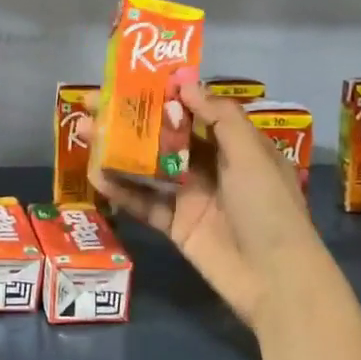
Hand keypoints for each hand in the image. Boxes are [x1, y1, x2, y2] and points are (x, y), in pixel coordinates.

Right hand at [91, 80, 322, 331]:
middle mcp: (212, 166)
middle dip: (131, 120)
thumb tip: (185, 83)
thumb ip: (219, 117)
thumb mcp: (251, 154)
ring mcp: (191, 196)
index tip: (131, 80)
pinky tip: (96, 175)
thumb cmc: (268, 207)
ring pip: (149, 167)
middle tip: (93, 104)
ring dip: (119, 150)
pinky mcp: (176, 225)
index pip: (195, 111)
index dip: (164, 95)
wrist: (275, 279)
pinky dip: (122, 190)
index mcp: (236, 145)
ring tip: (85, 132)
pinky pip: (145, 202)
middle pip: (165, 136)